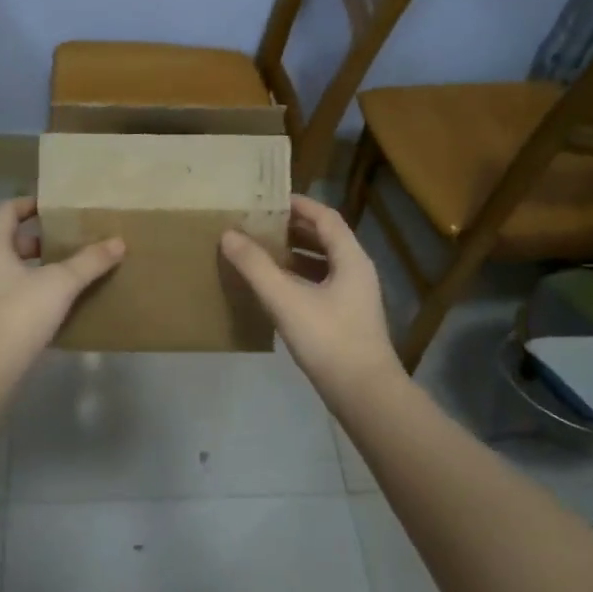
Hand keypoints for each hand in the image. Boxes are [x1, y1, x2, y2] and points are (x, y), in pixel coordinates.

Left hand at [0, 197, 124, 366]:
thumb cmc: (19, 313)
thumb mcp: (60, 283)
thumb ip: (89, 261)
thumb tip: (118, 241)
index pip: (7, 210)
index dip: (31, 203)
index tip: (58, 206)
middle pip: (12, 240)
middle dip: (42, 239)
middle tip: (73, 239)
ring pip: (15, 269)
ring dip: (41, 267)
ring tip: (74, 269)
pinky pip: (16, 294)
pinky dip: (37, 291)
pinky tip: (63, 302)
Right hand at [221, 195, 403, 398]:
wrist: (363, 392)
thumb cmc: (328, 339)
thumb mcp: (285, 299)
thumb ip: (256, 266)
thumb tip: (228, 234)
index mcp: (350, 258)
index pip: (326, 218)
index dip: (299, 205)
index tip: (270, 199)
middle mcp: (356, 271)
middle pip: (326, 239)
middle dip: (293, 229)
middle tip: (260, 224)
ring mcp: (354, 297)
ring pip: (323, 264)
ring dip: (295, 255)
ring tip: (261, 252)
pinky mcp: (346, 319)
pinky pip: (320, 285)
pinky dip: (298, 279)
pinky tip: (275, 289)